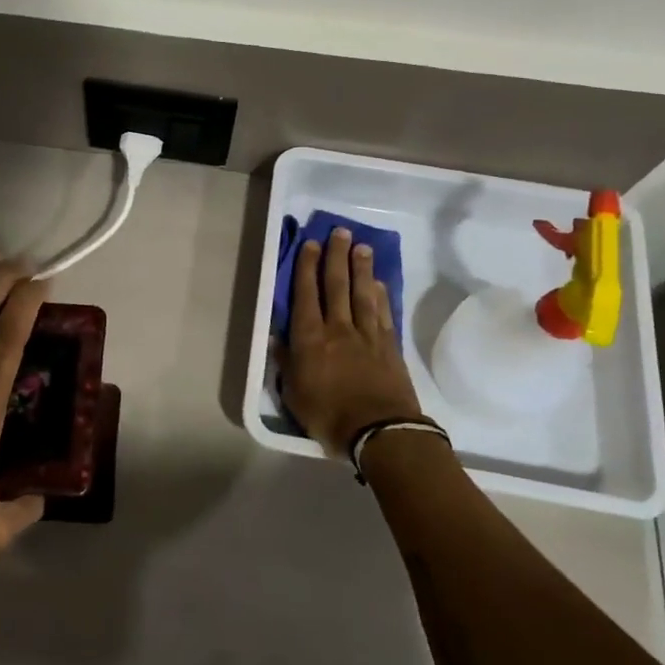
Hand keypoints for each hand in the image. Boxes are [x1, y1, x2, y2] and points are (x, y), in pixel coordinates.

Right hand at [279, 227, 425, 458]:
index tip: (311, 244)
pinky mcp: (389, 345)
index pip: (306, 294)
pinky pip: (383, 312)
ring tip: (361, 246)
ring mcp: (367, 334)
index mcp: (310, 338)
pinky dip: (380, 294)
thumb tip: (275, 337)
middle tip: (339, 232)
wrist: (379, 432)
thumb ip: (285, 363)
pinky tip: (379, 282)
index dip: (307, 267)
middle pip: (337, 284)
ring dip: (361, 268)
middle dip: (336, 256)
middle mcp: (338, 328)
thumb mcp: (294, 394)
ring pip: (363, 293)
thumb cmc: (328, 416)